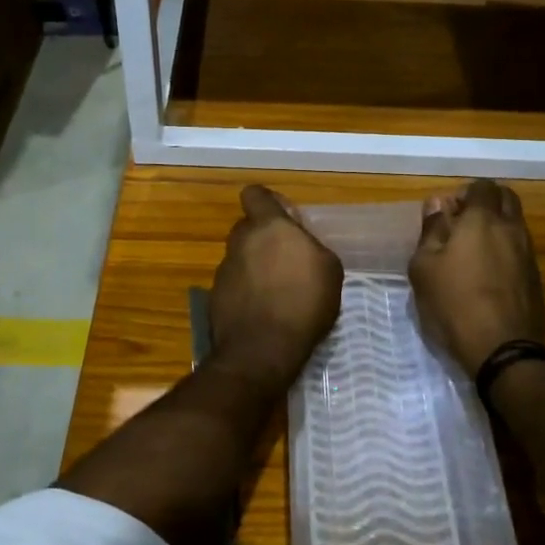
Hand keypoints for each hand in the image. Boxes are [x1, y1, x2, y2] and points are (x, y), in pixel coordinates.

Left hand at [208, 186, 343, 388]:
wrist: (261, 350)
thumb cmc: (303, 303)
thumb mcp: (329, 269)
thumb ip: (311, 246)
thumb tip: (300, 244)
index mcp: (269, 226)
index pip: (255, 194)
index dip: (268, 202)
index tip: (284, 219)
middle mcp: (241, 241)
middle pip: (248, 227)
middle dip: (264, 238)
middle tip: (287, 260)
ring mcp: (224, 268)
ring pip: (241, 256)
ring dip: (256, 267)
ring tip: (278, 292)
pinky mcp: (216, 295)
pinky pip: (235, 283)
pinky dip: (246, 291)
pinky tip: (263, 311)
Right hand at [409, 180, 544, 376]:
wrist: (502, 349)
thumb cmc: (453, 302)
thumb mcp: (424, 266)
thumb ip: (431, 230)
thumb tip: (437, 203)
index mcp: (483, 220)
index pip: (482, 186)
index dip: (465, 193)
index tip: (448, 212)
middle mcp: (512, 229)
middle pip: (507, 199)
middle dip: (486, 203)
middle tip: (462, 224)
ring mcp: (528, 254)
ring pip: (516, 225)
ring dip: (497, 227)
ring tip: (472, 252)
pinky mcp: (535, 278)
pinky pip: (520, 250)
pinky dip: (505, 251)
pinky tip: (487, 274)